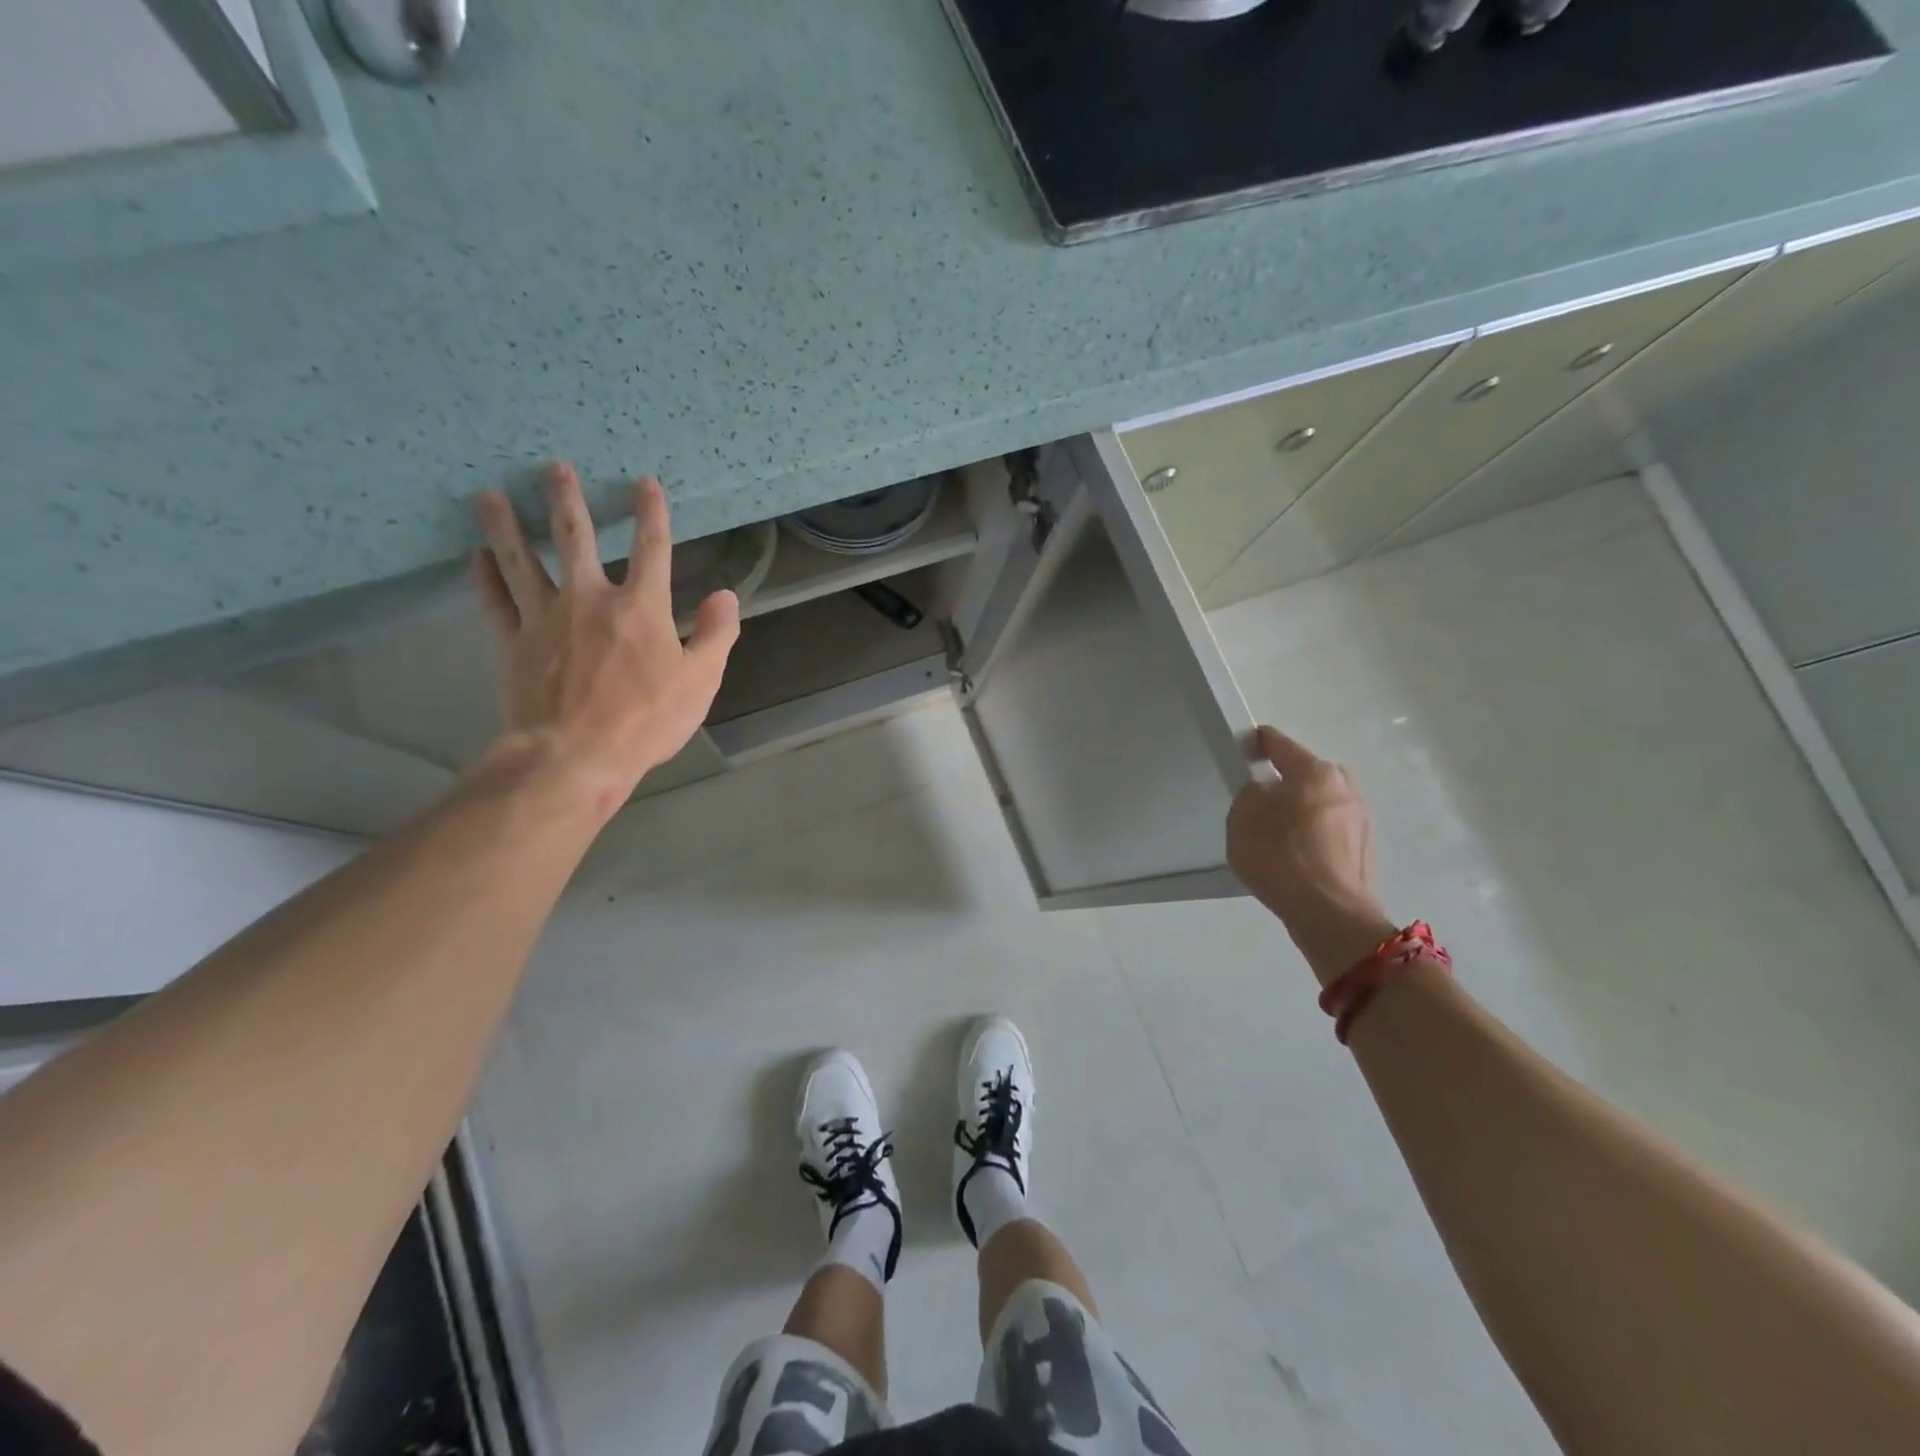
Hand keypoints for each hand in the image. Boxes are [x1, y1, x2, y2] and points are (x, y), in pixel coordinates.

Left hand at [471, 463, 739, 817]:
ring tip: (491, 494)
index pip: (653, 549)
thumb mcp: (701, 680)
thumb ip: (716, 634)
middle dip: (567, 500)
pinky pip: (495, 601)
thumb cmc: (647, 719)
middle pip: (576, 538)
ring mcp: (544, 618)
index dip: (652, 513)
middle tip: (554, 468)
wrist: (576, 755)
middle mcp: (589, 599)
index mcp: (641, 607)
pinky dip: (484, 576)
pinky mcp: (513, 643)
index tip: (646, 483)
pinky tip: (476, 555)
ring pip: (522, 560)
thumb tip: (725, 595)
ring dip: (508, 525)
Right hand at [1227, 726, 1396, 984]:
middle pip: (1306, 774)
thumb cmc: (1280, 857)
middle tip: (1260, 801)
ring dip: (1301, 812)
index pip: (1279, 744)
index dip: (1257, 742)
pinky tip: (1295, 858)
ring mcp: (1361, 820)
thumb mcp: (1242, 818)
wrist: (1329, 915)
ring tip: (1276, 835)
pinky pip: (1330, 831)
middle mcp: (1345, 787)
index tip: (1243, 747)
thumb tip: (1266, 792)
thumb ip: (1250, 793)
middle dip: (1285, 782)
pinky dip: (1313, 837)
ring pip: (1321, 804)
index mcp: (1315, 771)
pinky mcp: (1364, 850)